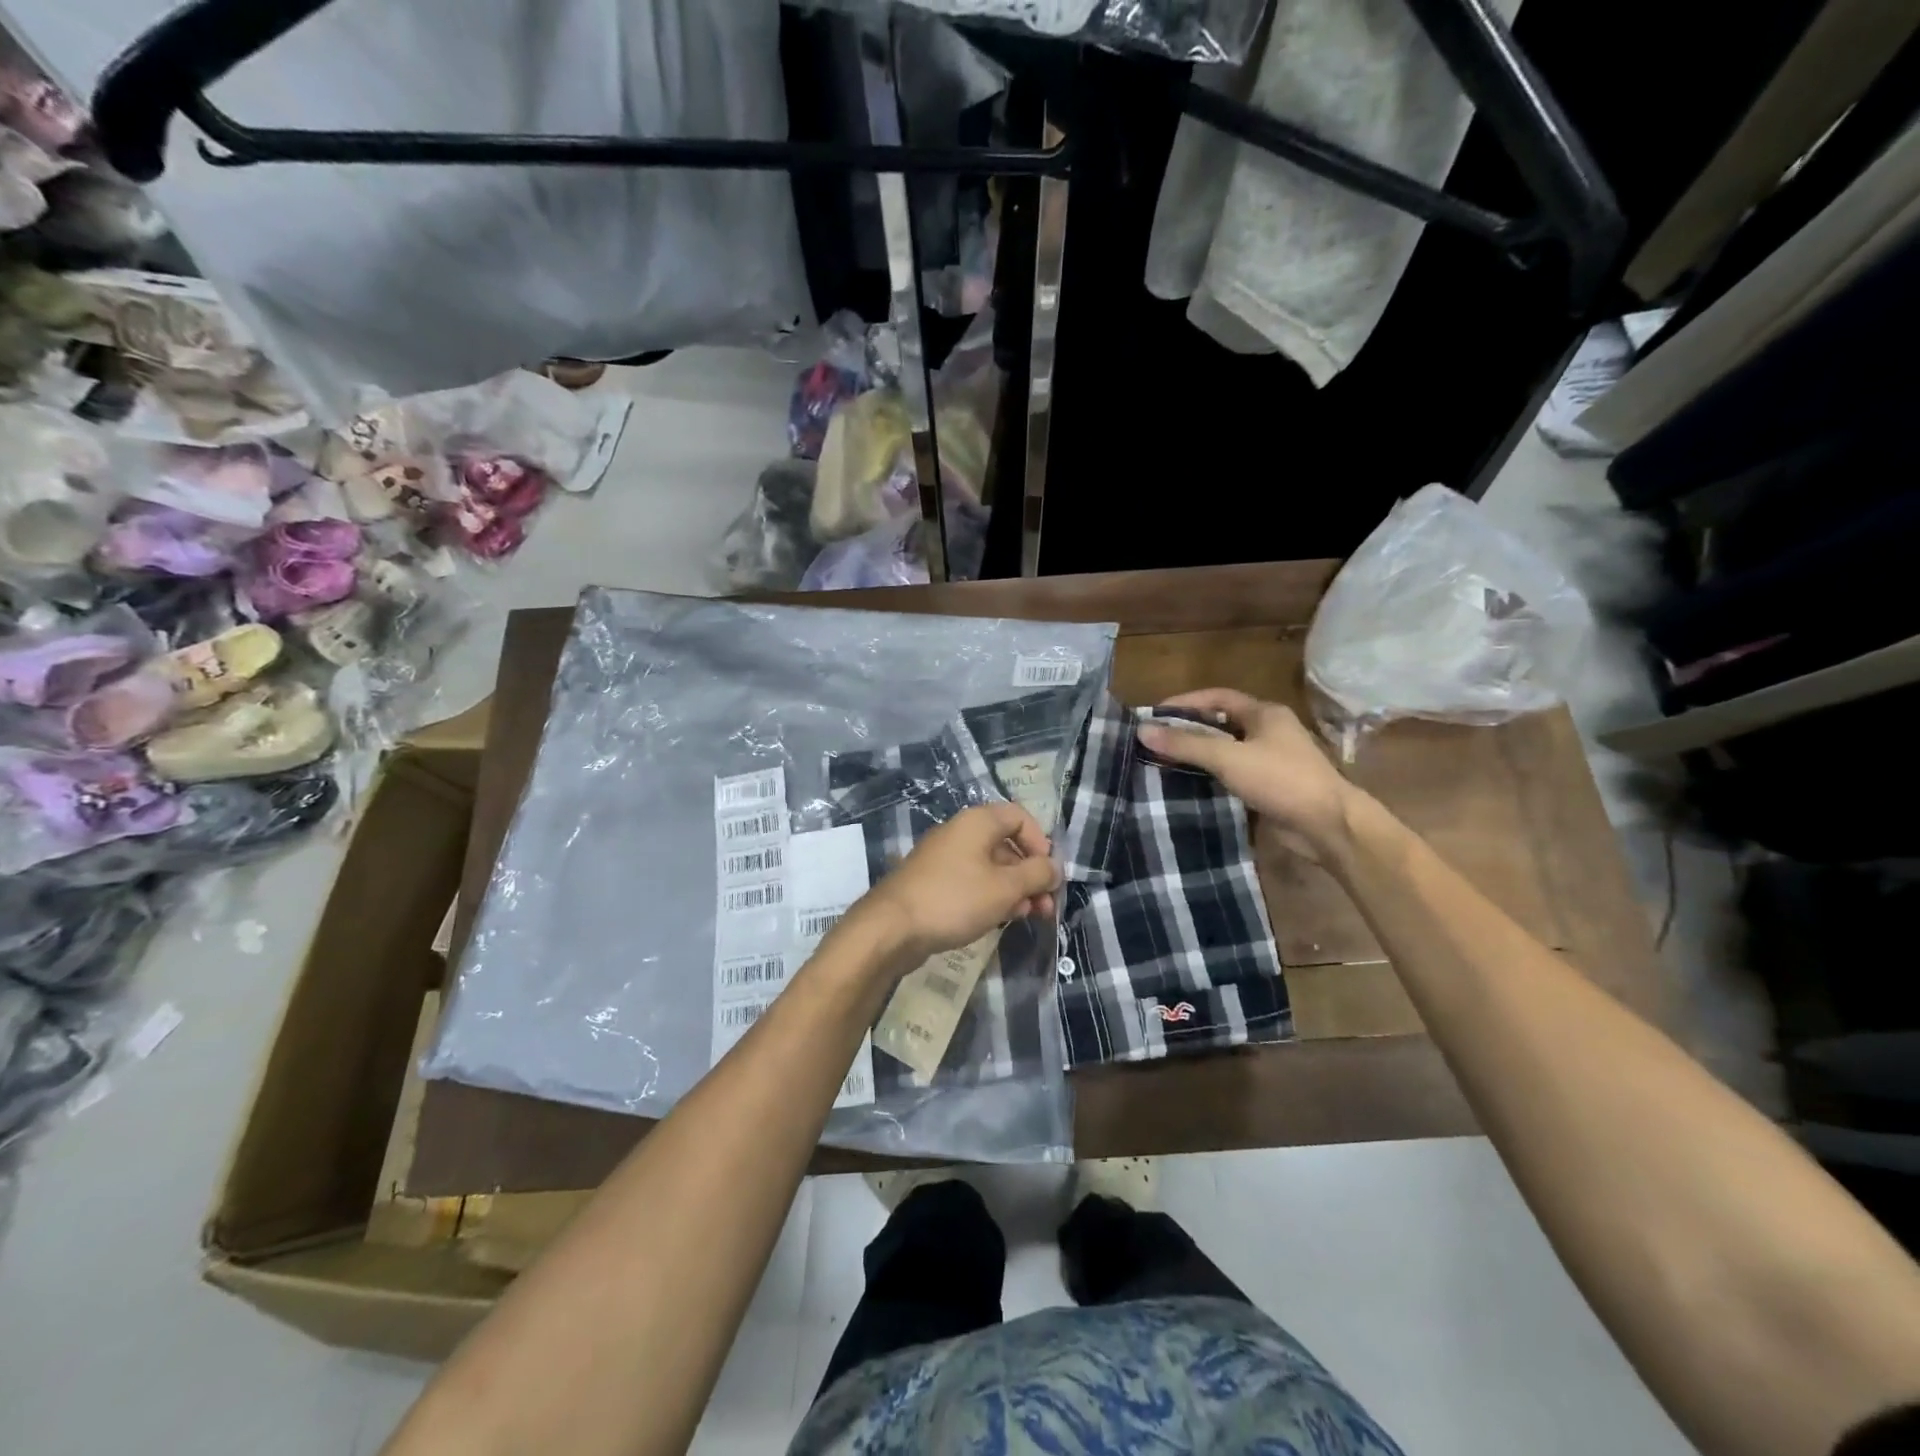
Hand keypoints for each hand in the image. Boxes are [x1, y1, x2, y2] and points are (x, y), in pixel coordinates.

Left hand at [855, 802, 1059, 964]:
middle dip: (1031, 874)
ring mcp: (944, 858)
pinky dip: (991, 897)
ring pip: (990, 867)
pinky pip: (972, 882)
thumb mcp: (1005, 888)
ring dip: (1014, 889)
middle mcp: (960, 833)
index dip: (1041, 842)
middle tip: (1046, 906)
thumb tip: (1054, 867)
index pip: (1019, 817)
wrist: (892, 928)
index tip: (1048, 872)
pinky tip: (1000, 919)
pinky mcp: (934, 883)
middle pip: (1007, 844)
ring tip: (1028, 916)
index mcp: (977, 822)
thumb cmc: (955, 899)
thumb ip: (1036, 874)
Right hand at [1137, 688, 1359, 857]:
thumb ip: (1186, 744)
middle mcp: (1269, 732)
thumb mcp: (1228, 758)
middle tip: (1155, 740)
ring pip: (1226, 750)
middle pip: (1221, 723)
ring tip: (1164, 762)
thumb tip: (1143, 730)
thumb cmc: (1281, 779)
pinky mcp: (1270, 787)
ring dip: (1198, 754)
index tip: (1155, 714)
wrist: (1328, 825)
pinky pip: (1233, 774)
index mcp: (1264, 713)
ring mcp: (1271, 761)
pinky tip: (1189, 786)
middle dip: (1188, 730)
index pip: (1217, 698)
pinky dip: (1211, 776)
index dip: (1186, 702)